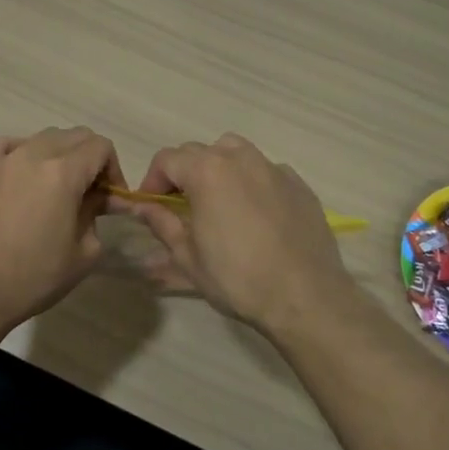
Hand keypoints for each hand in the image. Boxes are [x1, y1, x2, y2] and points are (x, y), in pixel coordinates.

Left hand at [0, 127, 123, 334]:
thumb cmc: (34, 278)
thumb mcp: (84, 252)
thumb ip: (96, 214)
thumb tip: (97, 198)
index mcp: (63, 173)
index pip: (100, 147)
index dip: (113, 169)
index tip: (110, 197)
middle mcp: (33, 154)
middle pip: (74, 136)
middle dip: (90, 159)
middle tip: (89, 193)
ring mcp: (3, 159)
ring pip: (43, 138)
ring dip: (59, 154)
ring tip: (56, 187)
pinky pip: (8, 144)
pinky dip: (24, 151)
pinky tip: (23, 174)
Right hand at [116, 134, 353, 335]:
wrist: (306, 297)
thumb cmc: (238, 279)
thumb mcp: (188, 257)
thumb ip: (162, 224)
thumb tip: (142, 207)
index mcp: (207, 171)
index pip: (167, 159)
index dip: (152, 180)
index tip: (151, 206)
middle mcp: (240, 158)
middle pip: (199, 151)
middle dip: (183, 174)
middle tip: (181, 208)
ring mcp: (273, 168)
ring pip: (235, 152)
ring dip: (218, 168)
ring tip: (218, 201)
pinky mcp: (298, 183)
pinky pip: (265, 170)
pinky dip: (251, 182)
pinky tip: (255, 214)